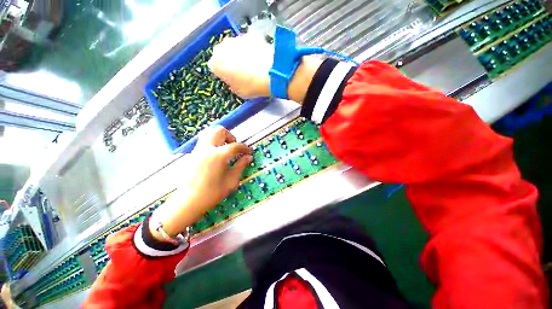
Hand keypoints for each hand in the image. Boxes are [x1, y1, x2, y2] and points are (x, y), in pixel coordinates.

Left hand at [150, 126, 251, 239]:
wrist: (188, 202)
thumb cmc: (212, 193)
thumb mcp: (231, 181)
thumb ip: (241, 166)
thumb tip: (249, 157)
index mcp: (218, 155)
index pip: (235, 145)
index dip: (245, 148)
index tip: (249, 152)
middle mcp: (207, 148)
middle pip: (219, 130)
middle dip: (230, 136)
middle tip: (234, 148)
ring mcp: (198, 150)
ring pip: (209, 132)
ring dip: (220, 137)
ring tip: (226, 149)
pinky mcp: (193, 154)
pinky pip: (204, 140)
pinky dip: (213, 142)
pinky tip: (217, 155)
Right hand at [208, 34, 273, 98]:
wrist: (270, 72)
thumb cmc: (252, 86)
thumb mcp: (239, 92)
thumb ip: (232, 85)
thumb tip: (233, 82)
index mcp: (216, 64)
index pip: (215, 68)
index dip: (224, 74)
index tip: (231, 78)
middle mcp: (222, 48)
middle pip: (223, 55)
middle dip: (229, 62)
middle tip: (241, 72)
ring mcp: (236, 40)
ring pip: (234, 48)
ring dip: (239, 55)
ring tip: (251, 66)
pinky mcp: (250, 36)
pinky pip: (246, 44)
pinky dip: (250, 50)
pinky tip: (258, 59)